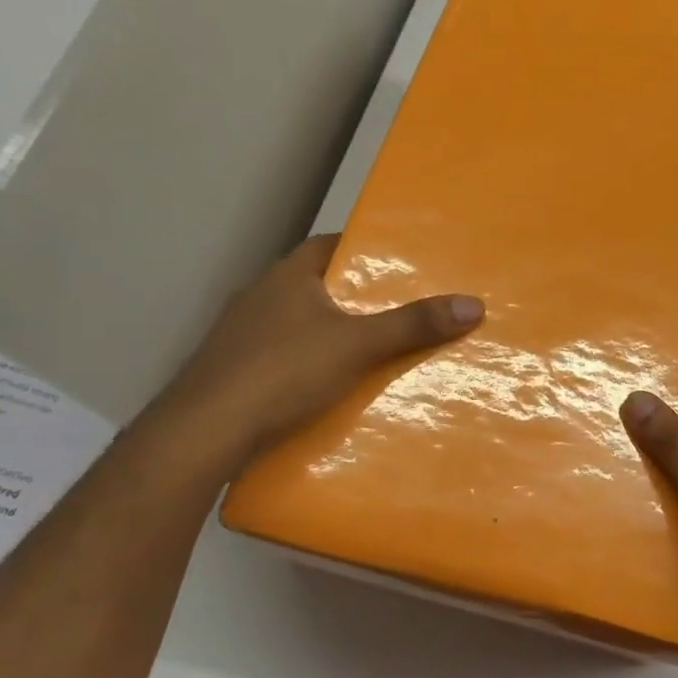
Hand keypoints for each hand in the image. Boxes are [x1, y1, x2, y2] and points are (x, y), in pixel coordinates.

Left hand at [152, 234, 482, 466]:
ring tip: (375, 349)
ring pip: (299, 323)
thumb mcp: (358, 345)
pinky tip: (331, 385)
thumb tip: (473, 304)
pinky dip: (310, 363)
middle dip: (356, 296)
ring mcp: (242, 335)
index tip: (399, 262)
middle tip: (401, 309)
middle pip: (318, 285)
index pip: (329, 245)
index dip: (364, 249)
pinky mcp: (235, 371)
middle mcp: (260, 297)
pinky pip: (284, 356)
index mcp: (287, 276)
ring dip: (332, 332)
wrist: (204, 432)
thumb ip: (413, 325)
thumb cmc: (282, 372)